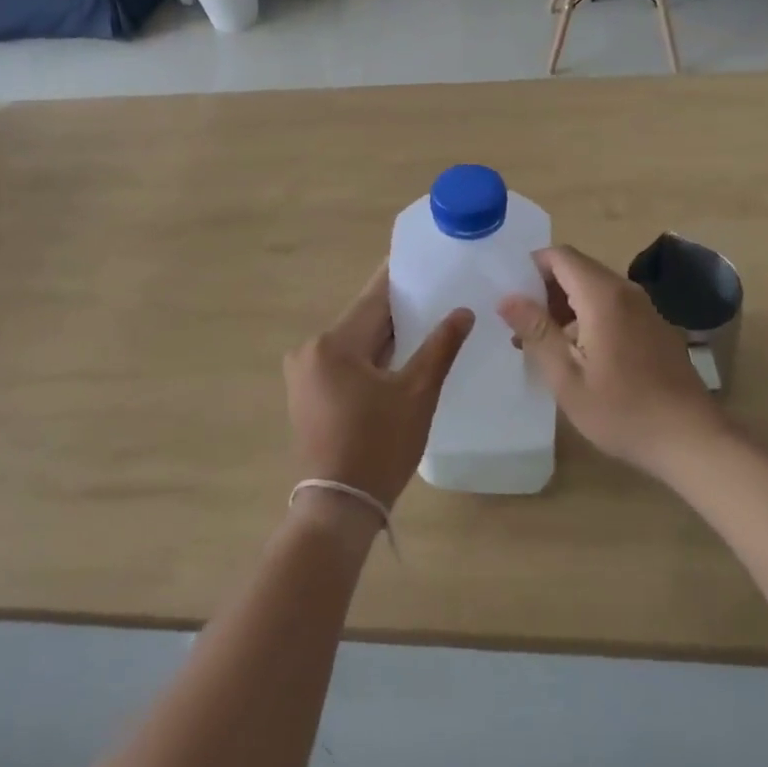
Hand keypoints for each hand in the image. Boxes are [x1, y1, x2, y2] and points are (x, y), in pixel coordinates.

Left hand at [284, 264, 473, 509]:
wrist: (339, 507)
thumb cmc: (380, 447)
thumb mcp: (417, 395)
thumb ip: (440, 347)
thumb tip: (463, 311)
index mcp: (334, 343)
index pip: (374, 298)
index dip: (400, 278)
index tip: (422, 259)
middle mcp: (311, 349)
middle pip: (362, 319)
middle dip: (397, 311)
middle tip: (434, 294)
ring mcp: (304, 372)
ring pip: (353, 341)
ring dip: (384, 336)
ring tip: (423, 323)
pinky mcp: (306, 392)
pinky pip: (343, 361)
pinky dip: (369, 357)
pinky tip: (396, 358)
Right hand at [499, 244, 725, 480]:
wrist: (692, 440)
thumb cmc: (622, 411)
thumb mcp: (567, 377)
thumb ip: (536, 331)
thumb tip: (507, 298)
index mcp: (602, 296)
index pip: (559, 255)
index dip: (530, 267)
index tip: (512, 296)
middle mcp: (626, 291)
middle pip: (577, 269)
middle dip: (545, 290)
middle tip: (522, 326)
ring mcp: (645, 309)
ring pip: (595, 289)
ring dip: (566, 307)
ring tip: (544, 345)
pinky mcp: (655, 327)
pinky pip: (613, 306)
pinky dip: (589, 317)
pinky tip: (581, 356)